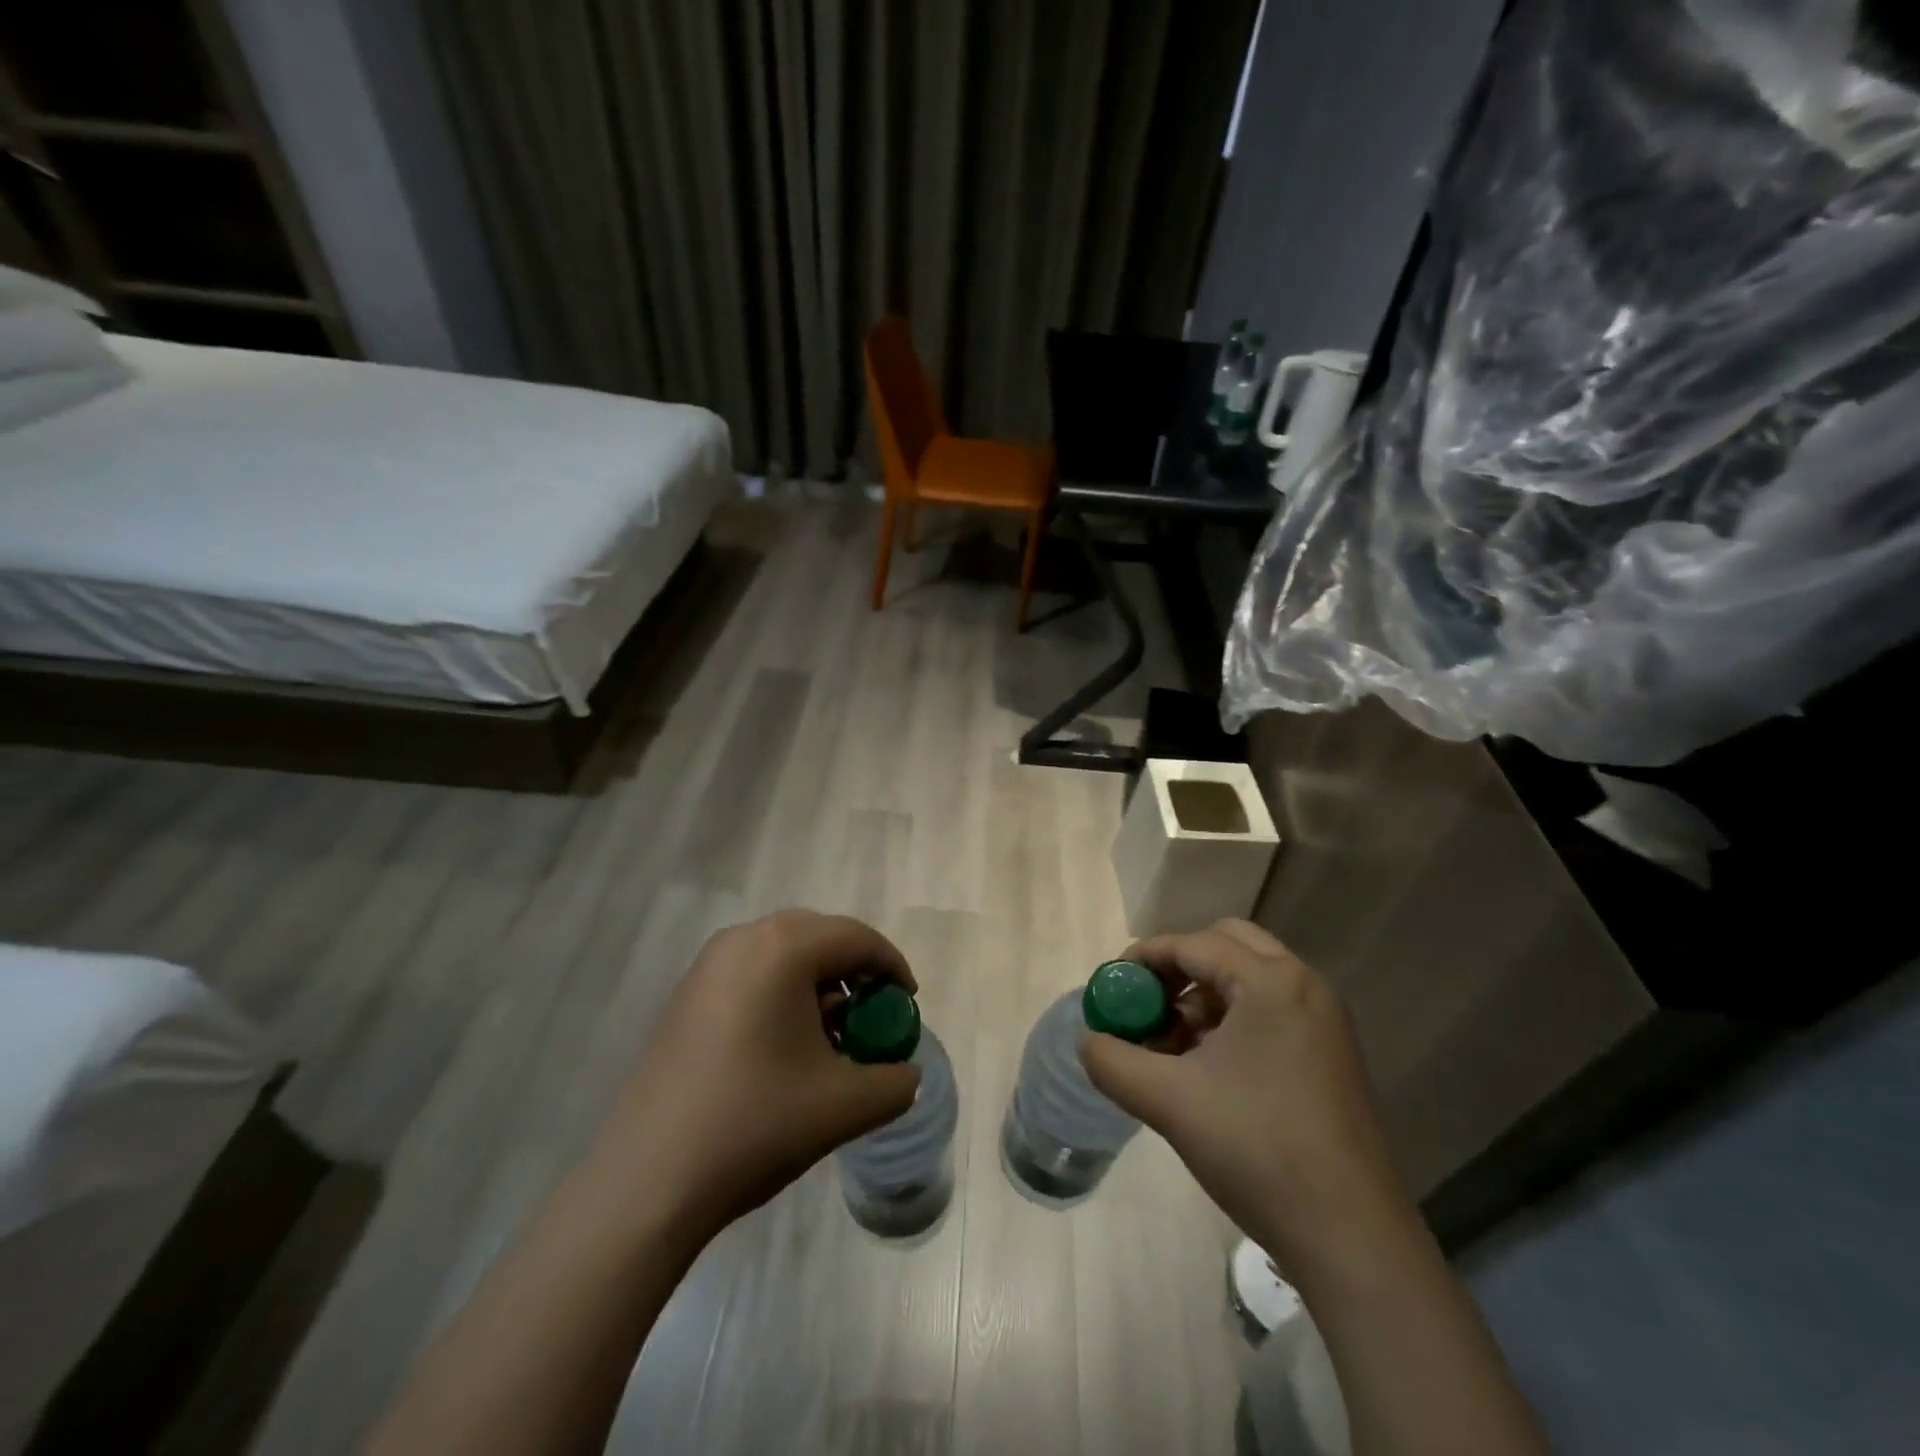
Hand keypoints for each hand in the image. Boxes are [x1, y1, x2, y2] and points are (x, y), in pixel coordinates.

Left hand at [589, 910, 920, 1244]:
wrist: (648, 1182)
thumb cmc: (756, 1124)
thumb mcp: (846, 1105)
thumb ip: (896, 1081)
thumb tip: (904, 1072)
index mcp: (783, 948)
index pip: (857, 938)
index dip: (892, 968)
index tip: (907, 1005)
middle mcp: (743, 939)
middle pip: (820, 938)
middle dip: (854, 973)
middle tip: (872, 1017)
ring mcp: (708, 966)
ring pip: (783, 955)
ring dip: (818, 985)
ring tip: (830, 1039)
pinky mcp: (687, 995)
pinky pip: (752, 975)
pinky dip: (782, 996)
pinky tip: (785, 1049)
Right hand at [1079, 919, 1413, 1277]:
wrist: (1353, 1240)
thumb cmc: (1258, 1150)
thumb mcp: (1168, 1101)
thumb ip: (1113, 1062)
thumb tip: (1088, 1042)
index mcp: (1272, 982)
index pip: (1192, 944)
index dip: (1143, 959)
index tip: (1110, 988)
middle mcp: (1304, 987)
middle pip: (1225, 947)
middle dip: (1178, 969)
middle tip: (1146, 1005)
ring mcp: (1324, 1022)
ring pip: (1248, 981)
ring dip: (1202, 998)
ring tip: (1169, 1047)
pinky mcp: (1330, 1056)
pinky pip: (1268, 1012)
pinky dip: (1230, 1022)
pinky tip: (1205, 1070)